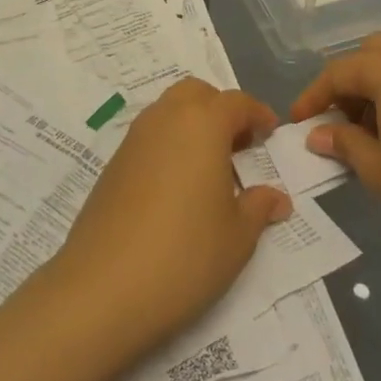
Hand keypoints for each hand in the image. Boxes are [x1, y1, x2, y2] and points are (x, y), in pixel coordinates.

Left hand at [48, 78, 292, 355]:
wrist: (103, 287)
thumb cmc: (184, 255)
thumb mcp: (237, 237)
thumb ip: (259, 207)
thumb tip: (277, 197)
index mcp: (201, 124)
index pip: (235, 102)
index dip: (257, 114)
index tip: (270, 133)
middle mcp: (164, 119)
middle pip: (196, 93)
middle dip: (220, 109)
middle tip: (239, 145)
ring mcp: (133, 139)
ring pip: (168, 111)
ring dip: (192, 125)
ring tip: (211, 168)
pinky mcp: (112, 164)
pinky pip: (149, 137)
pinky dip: (169, 145)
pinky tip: (178, 186)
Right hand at [292, 33, 380, 263]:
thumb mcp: (377, 168)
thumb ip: (343, 143)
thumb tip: (318, 134)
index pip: (338, 73)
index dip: (313, 98)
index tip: (296, 122)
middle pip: (371, 54)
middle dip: (348, 82)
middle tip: (338, 119)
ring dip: (377, 87)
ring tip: (369, 132)